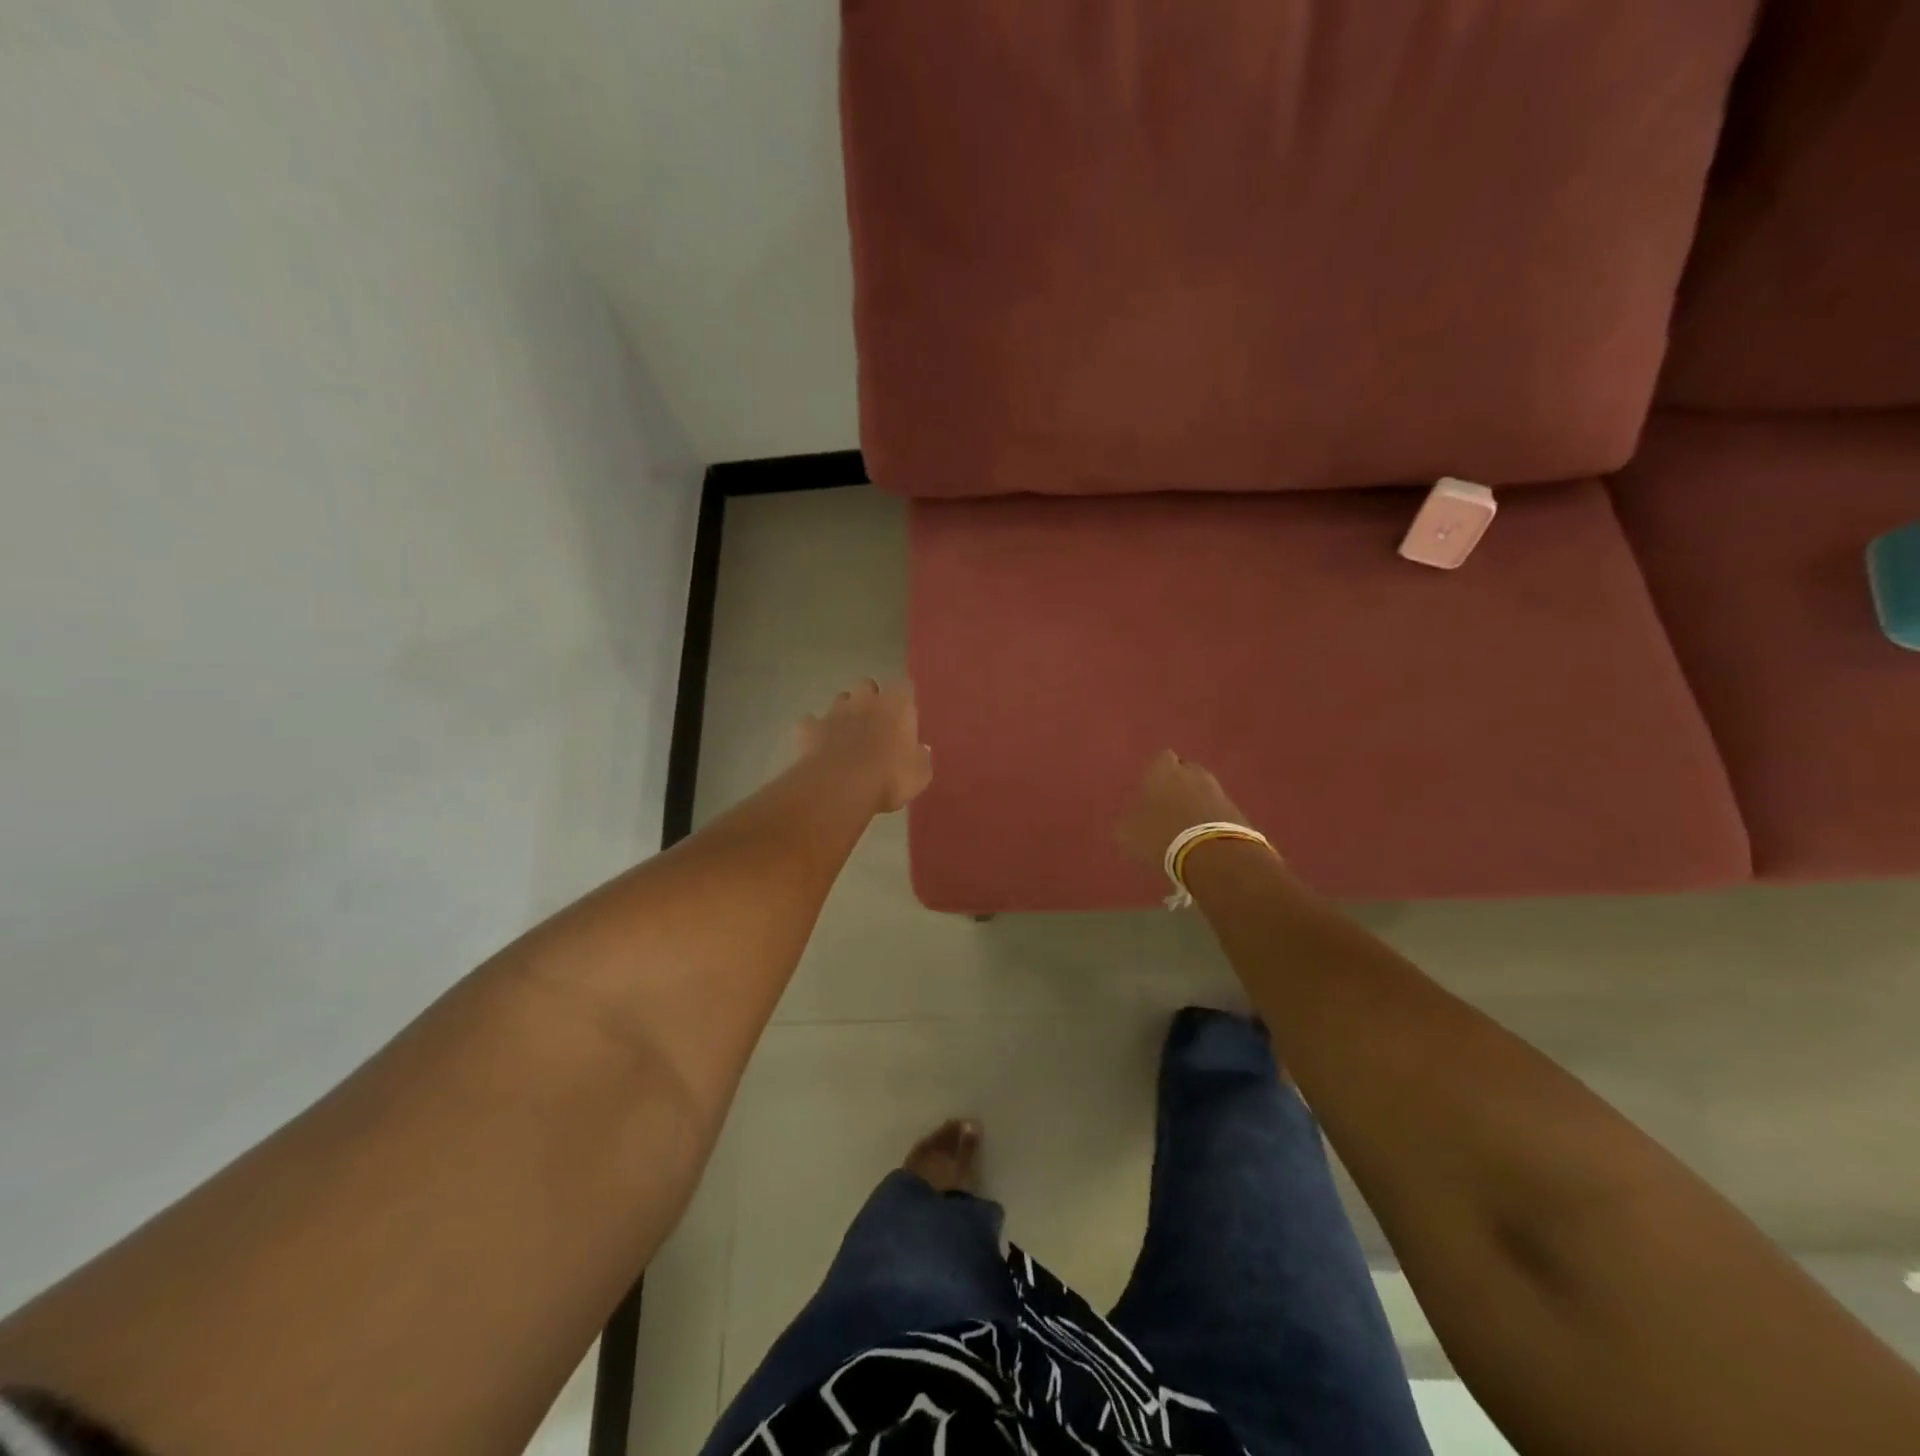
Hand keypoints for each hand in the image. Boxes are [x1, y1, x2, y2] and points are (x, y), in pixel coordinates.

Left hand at [797, 679, 932, 813]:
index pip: (904, 687)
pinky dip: (815, 731)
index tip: (904, 716)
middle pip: (867, 685)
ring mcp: (834, 711)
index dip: (903, 699)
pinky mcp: (809, 728)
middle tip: (875, 722)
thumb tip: (919, 751)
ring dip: (844, 712)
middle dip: (870, 698)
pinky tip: (819, 746)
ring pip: (840, 699)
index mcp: (897, 706)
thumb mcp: (919, 775)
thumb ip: (920, 758)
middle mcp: (866, 700)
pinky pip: (811, 723)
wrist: (840, 788)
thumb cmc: (889, 778)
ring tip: (847, 735)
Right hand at [1116, 750, 1250, 868]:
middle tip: (1167, 805)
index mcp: (1163, 770)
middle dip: (1178, 784)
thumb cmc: (1161, 835)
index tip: (1150, 788)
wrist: (1211, 855)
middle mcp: (1192, 773)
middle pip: (1185, 770)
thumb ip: (1128, 819)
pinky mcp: (1236, 811)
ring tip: (1185, 823)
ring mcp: (1218, 790)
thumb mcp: (1128, 832)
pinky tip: (1202, 836)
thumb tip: (1131, 817)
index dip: (1156, 772)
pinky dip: (1210, 818)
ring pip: (1203, 789)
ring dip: (1195, 801)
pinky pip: (1218, 809)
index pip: (1161, 758)